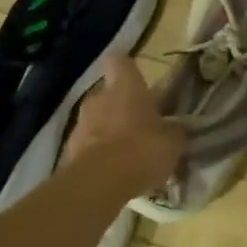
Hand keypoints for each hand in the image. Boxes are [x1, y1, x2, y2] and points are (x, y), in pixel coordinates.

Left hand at [64, 56, 186, 198]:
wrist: (98, 184)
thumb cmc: (141, 149)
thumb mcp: (173, 142)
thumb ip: (175, 131)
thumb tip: (177, 128)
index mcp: (126, 87)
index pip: (120, 61)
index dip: (127, 69)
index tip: (138, 80)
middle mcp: (99, 98)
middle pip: (109, 93)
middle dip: (122, 107)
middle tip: (142, 125)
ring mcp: (80, 124)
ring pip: (98, 120)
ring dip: (110, 131)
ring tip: (129, 154)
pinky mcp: (69, 151)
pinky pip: (89, 146)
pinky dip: (99, 155)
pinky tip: (115, 173)